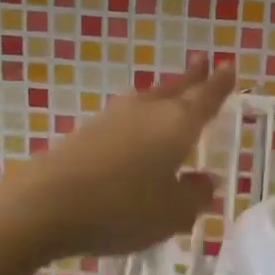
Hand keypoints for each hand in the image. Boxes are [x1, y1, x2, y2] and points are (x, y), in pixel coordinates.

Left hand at [10, 56, 235, 260]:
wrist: (46, 204)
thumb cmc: (122, 207)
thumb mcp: (172, 213)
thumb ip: (194, 196)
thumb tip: (203, 182)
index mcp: (176, 124)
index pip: (205, 98)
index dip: (219, 84)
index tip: (229, 65)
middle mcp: (147, 112)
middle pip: (175, 89)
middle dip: (192, 78)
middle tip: (204, 61)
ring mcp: (113, 119)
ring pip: (148, 100)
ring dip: (164, 93)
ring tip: (173, 92)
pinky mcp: (87, 133)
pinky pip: (126, 118)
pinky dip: (140, 118)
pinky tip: (137, 130)